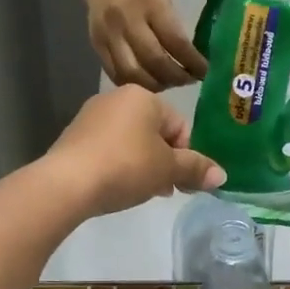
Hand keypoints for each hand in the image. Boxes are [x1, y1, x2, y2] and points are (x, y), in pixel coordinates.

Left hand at [45, 86, 225, 217]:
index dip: (186, 156)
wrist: (67, 182)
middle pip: (155, 132)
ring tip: (141, 191)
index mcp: (144, 96)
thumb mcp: (167, 169)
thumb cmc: (126, 167)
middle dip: (165, 161)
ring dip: (143, 165)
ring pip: (131, 141)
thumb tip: (221, 175)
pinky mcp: (74, 136)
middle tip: (165, 189)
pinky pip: (108, 149)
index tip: (182, 181)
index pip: (179, 125)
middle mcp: (117, 98)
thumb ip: (195, 169)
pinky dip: (119, 165)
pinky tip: (117, 187)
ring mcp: (92, 116)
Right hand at [81, 0, 207, 90]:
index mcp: (151, 3)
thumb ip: (174, 28)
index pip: (175, 41)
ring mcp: (109, 35)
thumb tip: (191, 61)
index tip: (205, 72)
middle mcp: (128, 20)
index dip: (192, 62)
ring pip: (133, 73)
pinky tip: (147, 83)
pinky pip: (116, 75)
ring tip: (168, 84)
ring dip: (155, 85)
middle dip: (175, 77)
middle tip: (188, 81)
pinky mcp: (97, 46)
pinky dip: (135, 84)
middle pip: (154, 61)